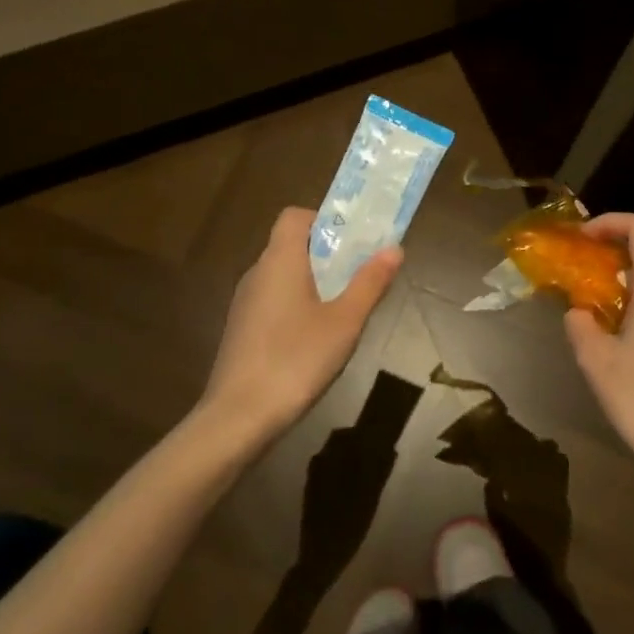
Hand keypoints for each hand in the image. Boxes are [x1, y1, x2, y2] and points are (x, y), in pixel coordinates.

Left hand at [198, 207, 402, 446]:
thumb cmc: (296, 359)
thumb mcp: (345, 322)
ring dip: (314, 282)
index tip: (353, 242)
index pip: (295, 216)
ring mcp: (245, 303)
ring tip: (345, 311)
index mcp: (280, 260)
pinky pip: (274, 301)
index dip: (324, 220)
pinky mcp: (242, 330)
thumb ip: (370, 283)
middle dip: (328, 254)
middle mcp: (258, 273)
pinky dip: (297, 306)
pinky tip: (316, 340)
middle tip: (360, 276)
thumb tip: (394, 248)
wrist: (239, 417)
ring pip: (284, 276)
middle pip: (292, 245)